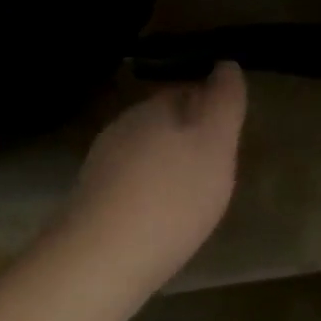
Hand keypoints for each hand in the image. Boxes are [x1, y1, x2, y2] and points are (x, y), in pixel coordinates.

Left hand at [53, 61, 246, 295]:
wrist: (103, 255)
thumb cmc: (172, 196)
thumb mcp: (215, 144)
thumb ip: (223, 102)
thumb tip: (225, 65)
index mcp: (154, 108)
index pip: (186, 91)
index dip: (210, 107)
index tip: (227, 132)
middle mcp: (123, 127)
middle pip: (162, 121)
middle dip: (187, 135)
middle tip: (213, 164)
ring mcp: (102, 162)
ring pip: (143, 151)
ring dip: (165, 164)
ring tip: (190, 193)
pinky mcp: (92, 198)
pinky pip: (129, 182)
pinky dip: (148, 190)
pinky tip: (159, 214)